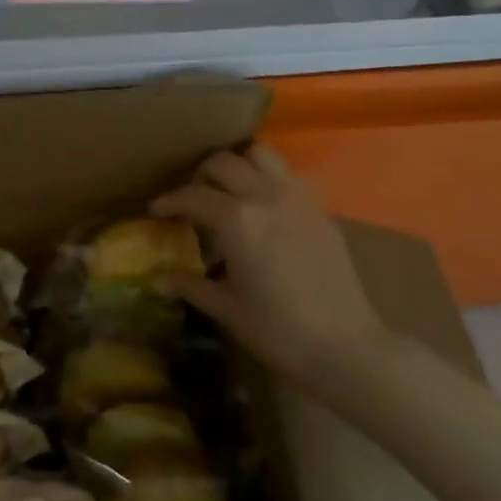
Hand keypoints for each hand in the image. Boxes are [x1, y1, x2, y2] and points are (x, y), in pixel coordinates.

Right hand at [152, 143, 391, 389]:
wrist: (345, 345)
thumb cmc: (277, 330)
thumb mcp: (226, 308)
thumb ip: (191, 286)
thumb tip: (159, 280)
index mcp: (237, 220)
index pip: (192, 196)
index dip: (169, 201)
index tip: (155, 209)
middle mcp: (265, 196)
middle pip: (223, 163)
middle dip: (200, 176)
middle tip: (192, 200)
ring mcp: (297, 197)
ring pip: (260, 154)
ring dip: (238, 165)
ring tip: (228, 191)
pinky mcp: (320, 207)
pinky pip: (287, 174)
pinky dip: (267, 178)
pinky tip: (263, 208)